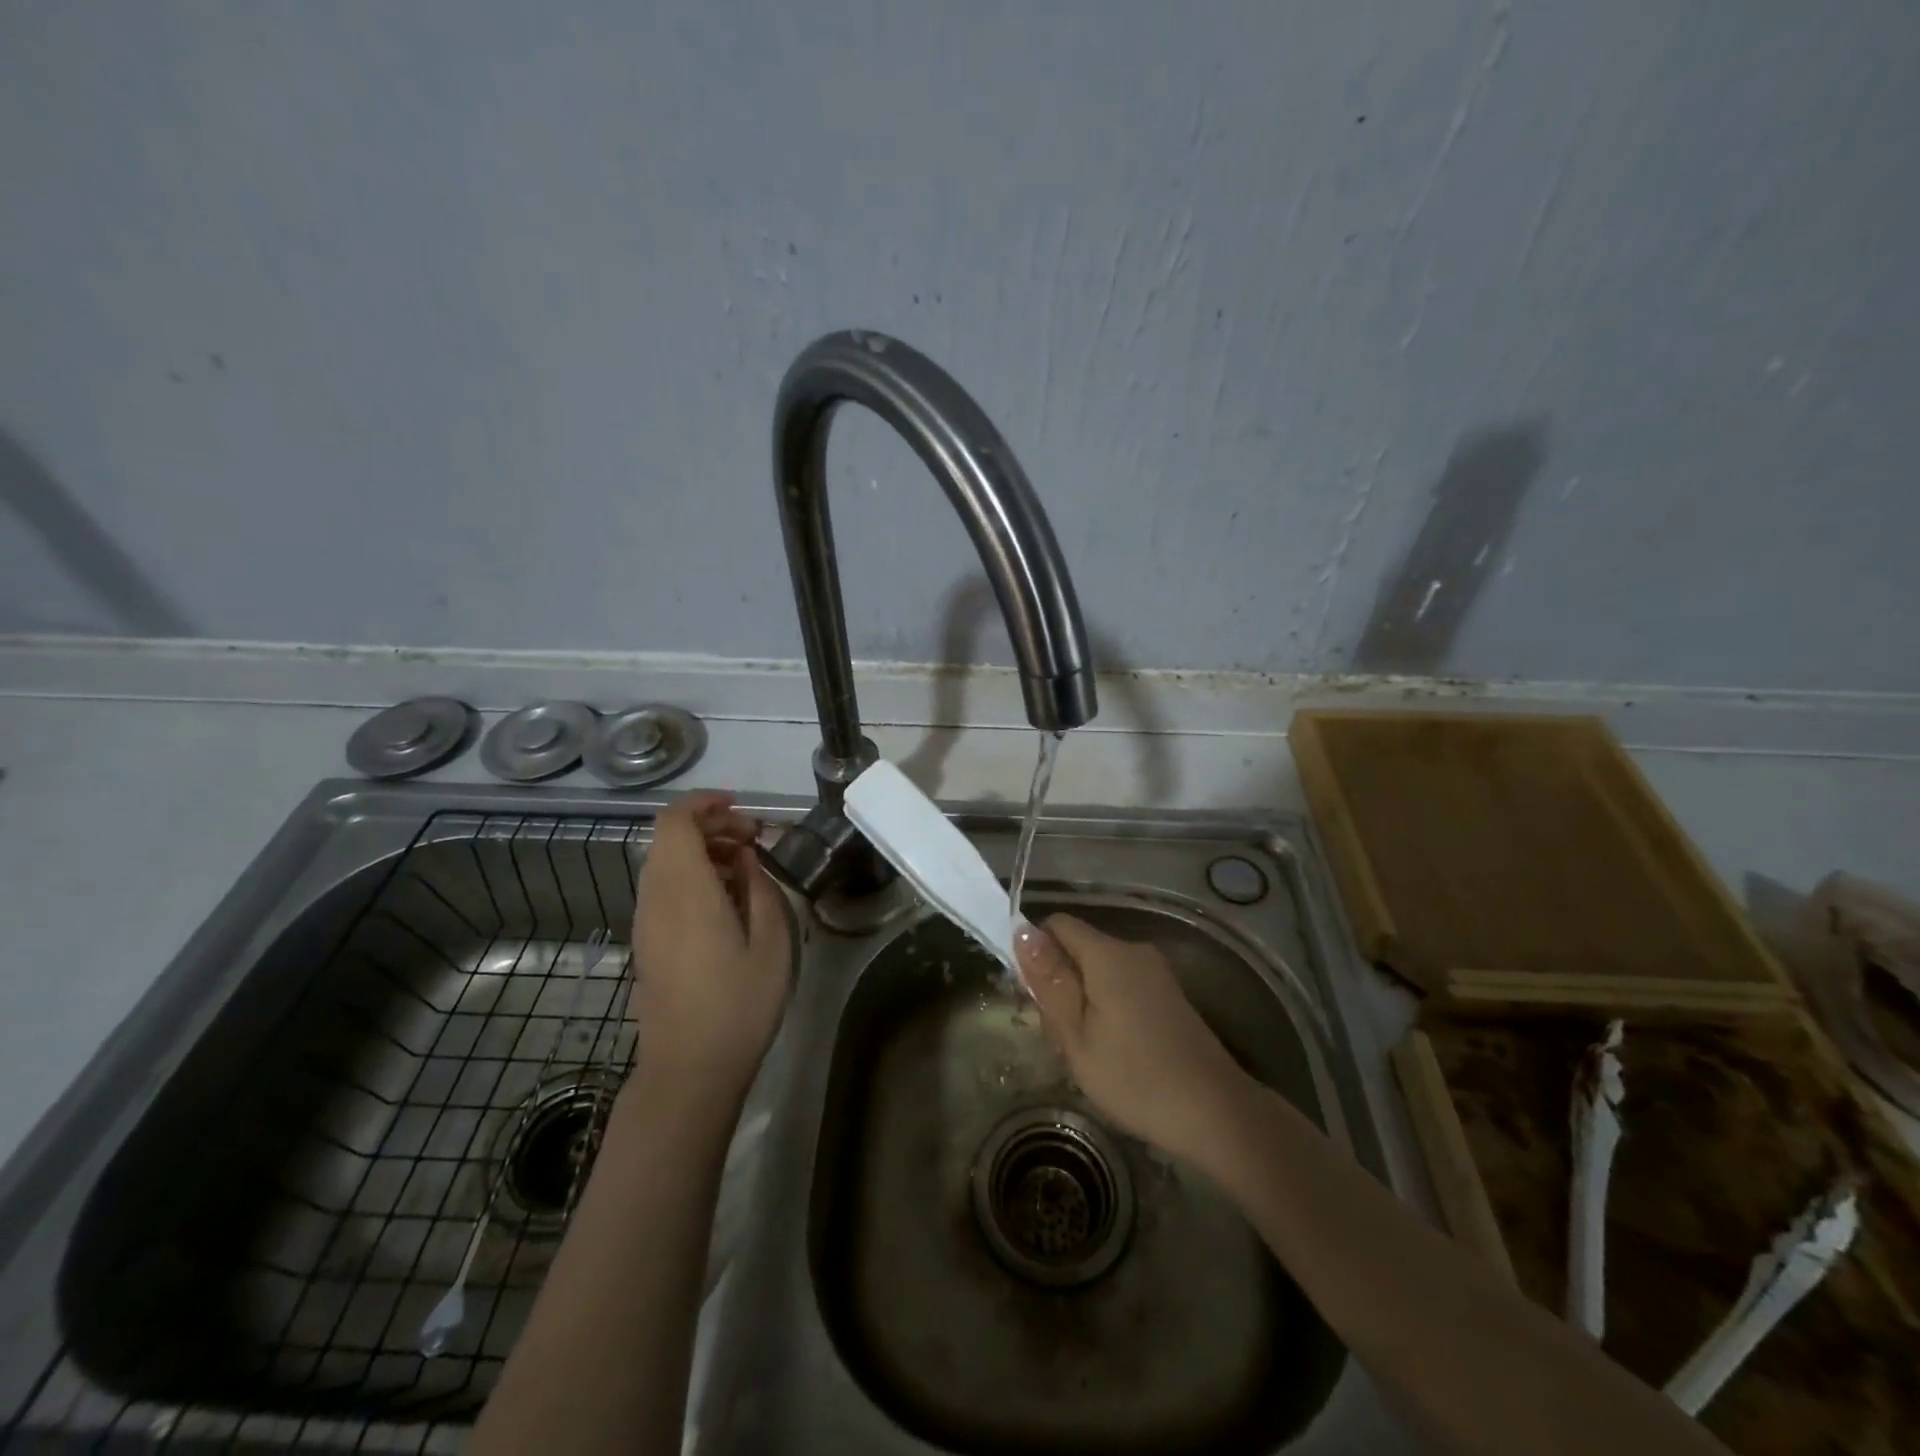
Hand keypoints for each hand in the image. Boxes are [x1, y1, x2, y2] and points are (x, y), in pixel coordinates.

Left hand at [628, 792, 791, 1102]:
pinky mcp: (647, 941)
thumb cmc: (739, 1004)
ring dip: (703, 851)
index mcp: (686, 891)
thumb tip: (746, 858)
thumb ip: (761, 887)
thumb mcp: (772, 942)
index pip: (675, 821)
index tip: (741, 808)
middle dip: (712, 825)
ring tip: (746, 869)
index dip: (705, 803)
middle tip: (755, 840)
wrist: (689, 1069)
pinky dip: (693, 875)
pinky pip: (664, 888)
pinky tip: (727, 901)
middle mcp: (656, 898)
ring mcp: (646, 921)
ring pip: (665, 862)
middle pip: (669, 837)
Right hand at [1015, 914, 1256, 1166]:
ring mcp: (1155, 973)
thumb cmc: (1134, 1076)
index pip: (1057, 924)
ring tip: (1084, 1054)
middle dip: (1059, 985)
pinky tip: (1111, 1054)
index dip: (1036, 951)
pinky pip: (1121, 987)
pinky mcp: (1168, 995)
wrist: (1215, 1112)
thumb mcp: (1075, 1034)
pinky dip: (1106, 1010)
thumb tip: (1022, 931)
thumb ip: (1049, 980)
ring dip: (1081, 1003)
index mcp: (1107, 953)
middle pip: (1077, 949)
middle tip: (1059, 1039)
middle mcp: (1133, 951)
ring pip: (1098, 972)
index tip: (1032, 997)